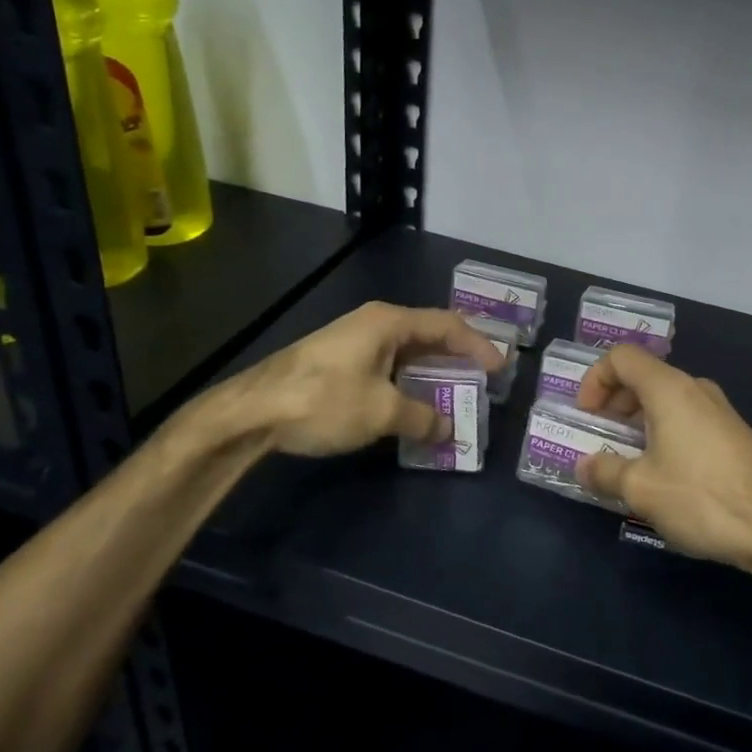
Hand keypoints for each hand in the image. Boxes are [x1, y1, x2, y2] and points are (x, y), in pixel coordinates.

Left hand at [185, 302, 503, 458]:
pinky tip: (413, 403)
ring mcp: (354, 340)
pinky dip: (408, 382)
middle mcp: (374, 323)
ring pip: (406, 352)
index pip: (447, 325)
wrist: (251, 411)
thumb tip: (447, 429)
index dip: (478, 345)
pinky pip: (387, 365)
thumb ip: (421, 417)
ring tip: (455, 394)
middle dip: (457, 357)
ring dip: (432, 372)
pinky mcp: (339, 361)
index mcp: (389, 322)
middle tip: (483, 379)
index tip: (500, 369)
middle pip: (428, 334)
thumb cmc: (323, 400)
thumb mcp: (381, 411)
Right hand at [573, 345, 751, 568]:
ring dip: (639, 421)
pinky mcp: (734, 433)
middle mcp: (695, 389)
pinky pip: (688, 418)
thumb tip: (584, 466)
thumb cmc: (701, 498)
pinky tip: (664, 473)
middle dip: (614, 402)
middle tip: (602, 437)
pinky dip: (664, 432)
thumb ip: (605, 472)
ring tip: (628, 459)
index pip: (622, 357)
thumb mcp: (641, 489)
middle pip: (644, 376)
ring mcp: (719, 410)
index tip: (587, 415)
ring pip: (667, 399)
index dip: (595, 379)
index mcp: (669, 389)